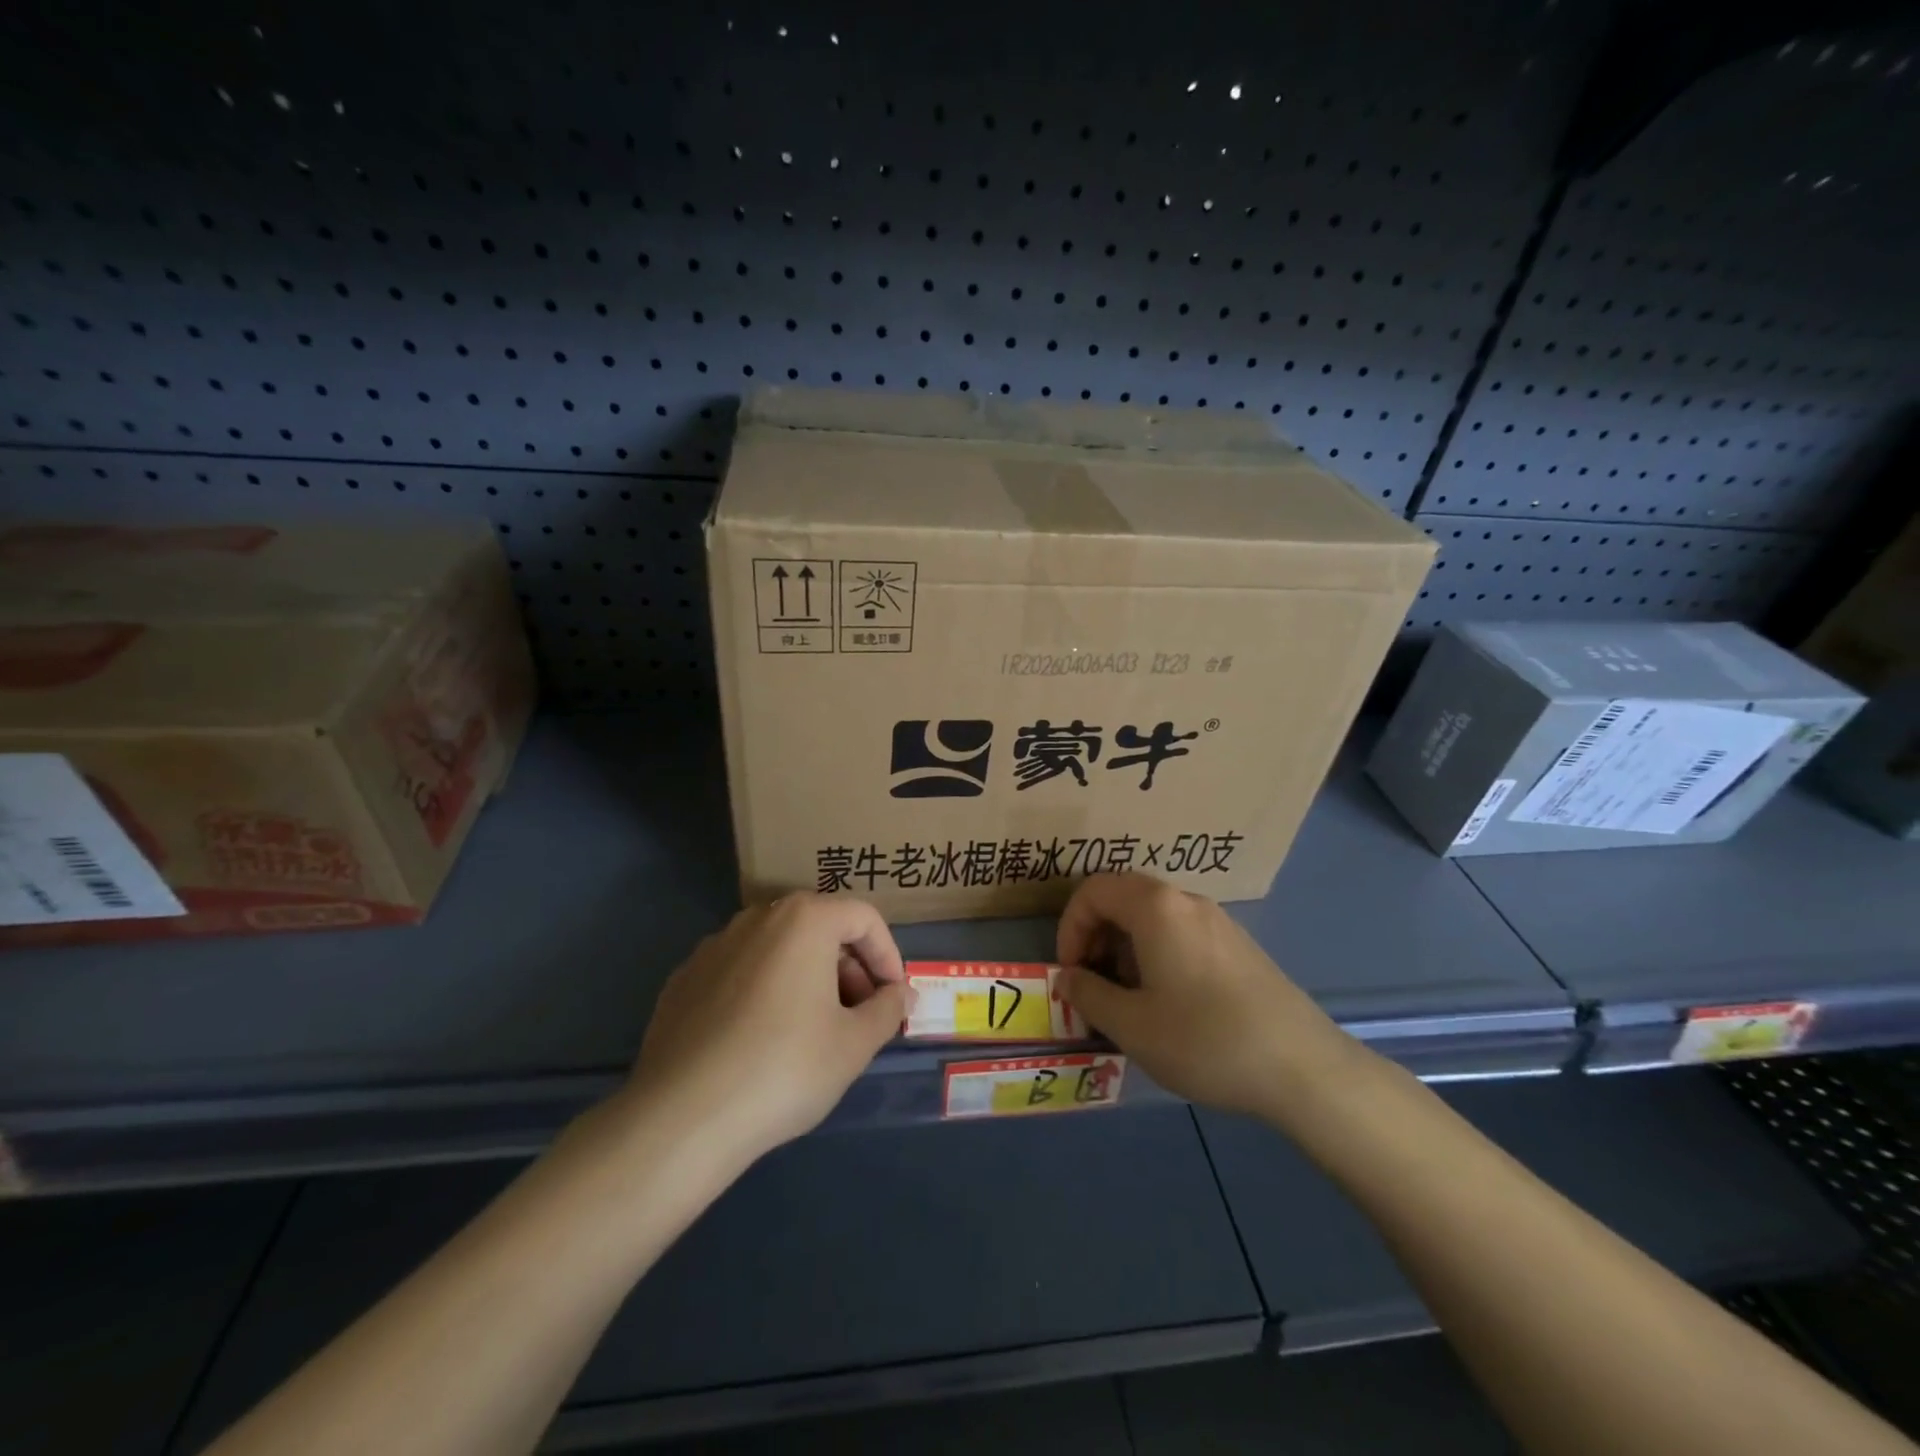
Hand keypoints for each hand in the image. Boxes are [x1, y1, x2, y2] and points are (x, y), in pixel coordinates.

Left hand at [622, 893, 907, 1163]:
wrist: (682, 1118)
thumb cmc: (785, 1069)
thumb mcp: (854, 1044)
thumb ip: (887, 1010)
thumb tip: (901, 994)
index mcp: (804, 920)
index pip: (864, 918)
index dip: (888, 955)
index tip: (893, 998)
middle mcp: (757, 918)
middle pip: (819, 928)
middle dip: (849, 966)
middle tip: (859, 1015)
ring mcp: (714, 946)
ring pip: (778, 949)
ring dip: (807, 977)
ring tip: (814, 1030)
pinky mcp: (683, 979)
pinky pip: (740, 972)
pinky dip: (764, 991)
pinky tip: (762, 1040)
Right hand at [1056, 872, 1364, 1120]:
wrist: (1303, 1067)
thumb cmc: (1205, 1040)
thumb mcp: (1132, 1026)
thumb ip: (1088, 995)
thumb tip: (1069, 977)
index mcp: (1156, 907)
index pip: (1093, 890)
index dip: (1070, 927)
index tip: (1072, 973)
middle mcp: (1186, 901)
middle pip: (1123, 897)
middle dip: (1096, 936)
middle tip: (1094, 984)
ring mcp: (1218, 921)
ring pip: (1153, 916)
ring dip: (1126, 947)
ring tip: (1128, 999)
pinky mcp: (1239, 945)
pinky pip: (1181, 932)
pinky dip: (1156, 953)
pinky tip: (1168, 1003)